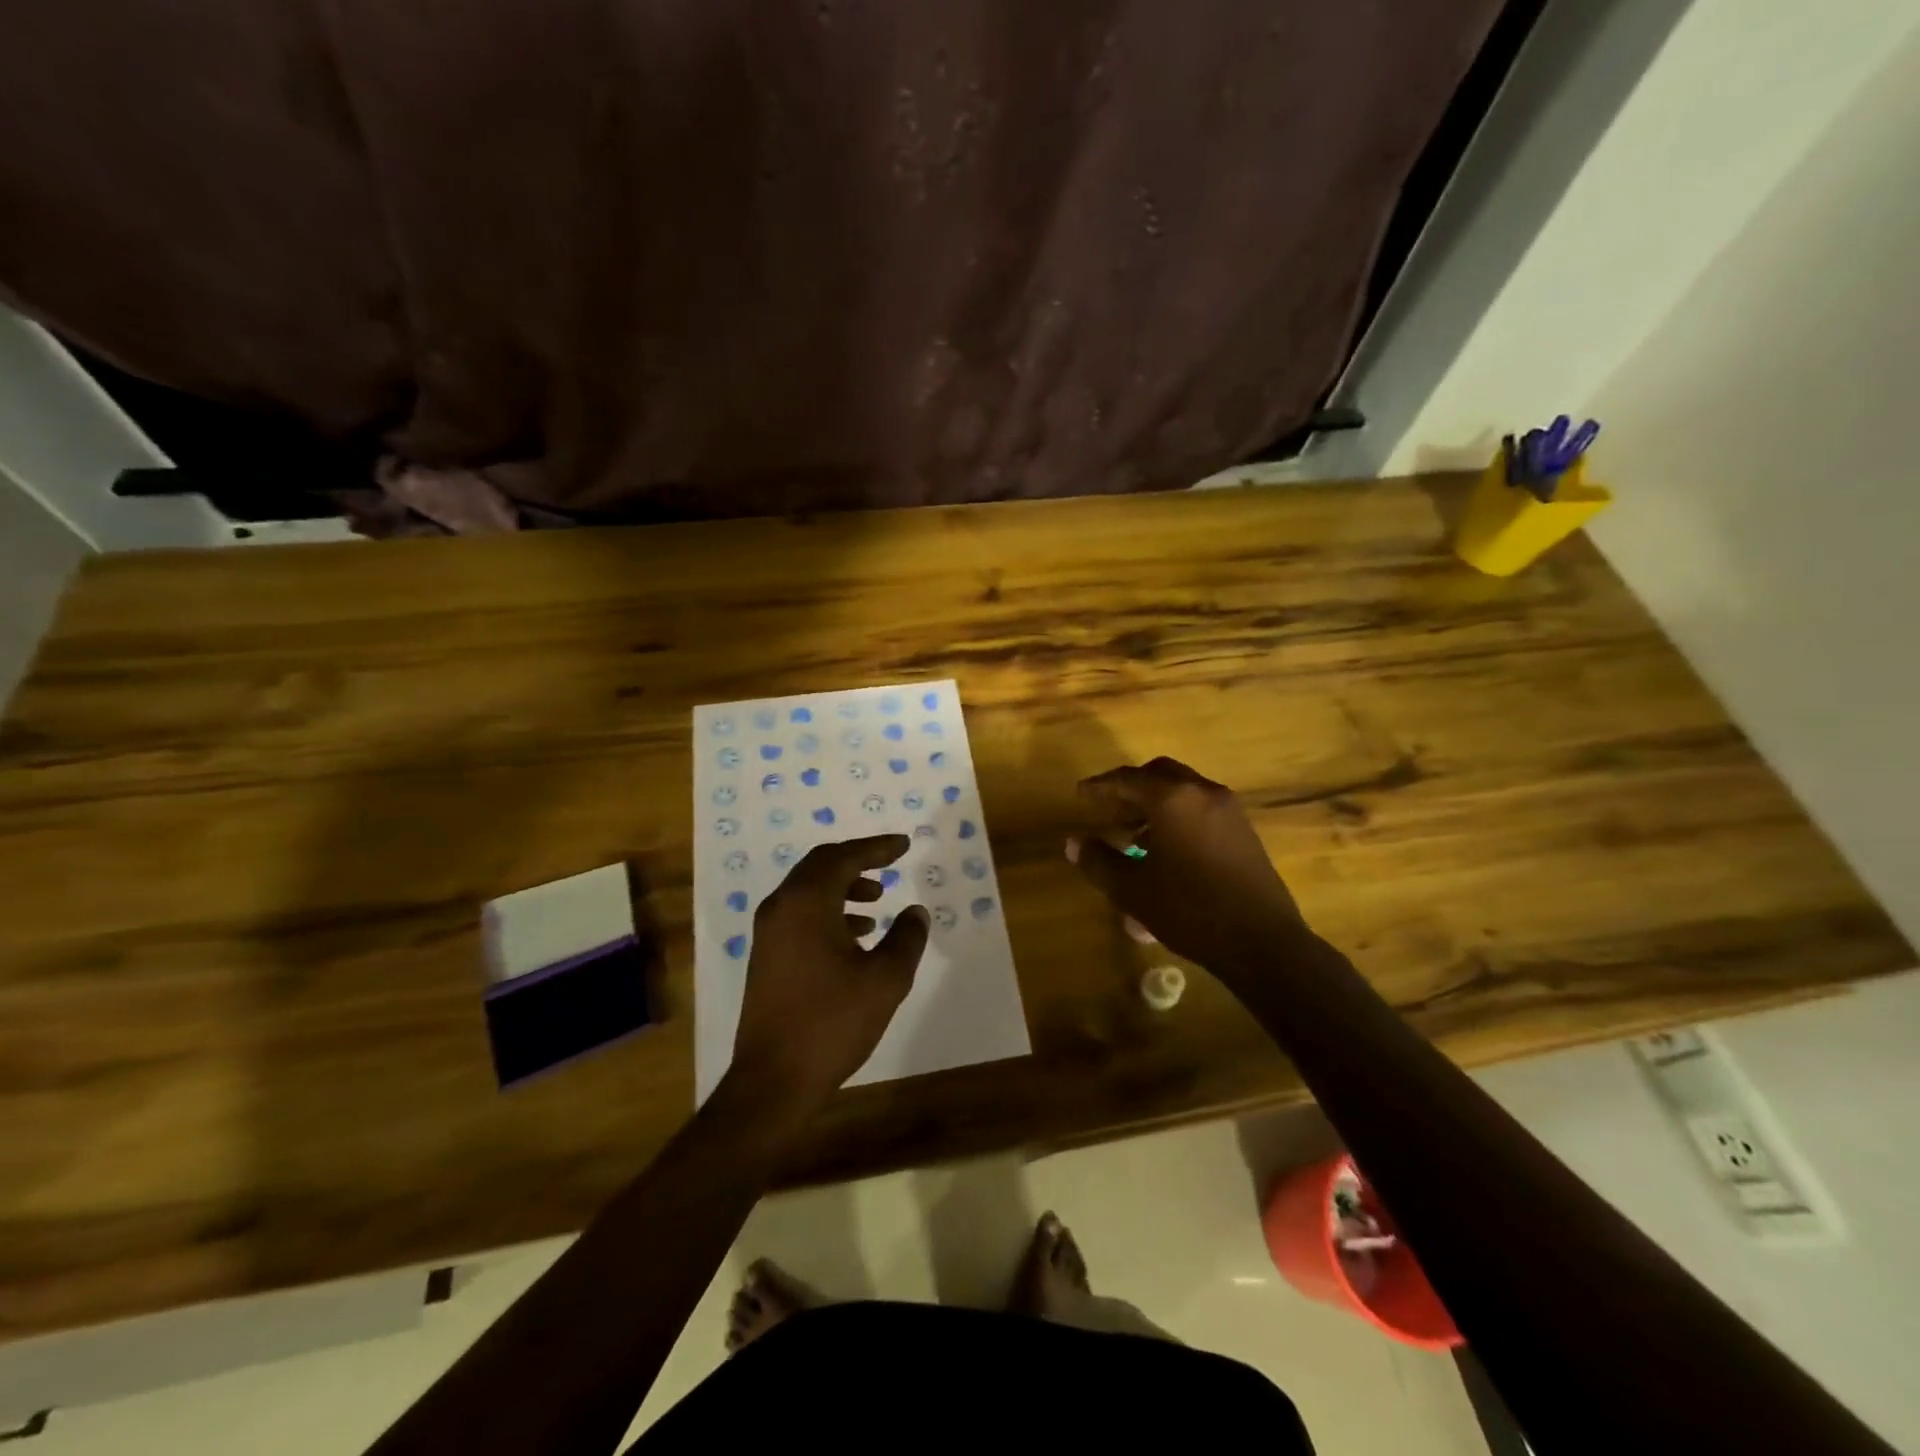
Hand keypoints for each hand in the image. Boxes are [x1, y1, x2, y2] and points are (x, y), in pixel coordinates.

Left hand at [730, 835, 930, 1111]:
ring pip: (809, 891)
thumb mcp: (885, 980)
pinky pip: (800, 915)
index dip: (876, 848)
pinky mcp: (766, 956)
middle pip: (821, 866)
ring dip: (844, 888)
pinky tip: (856, 937)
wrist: (773, 1080)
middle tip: (890, 864)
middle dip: (858, 862)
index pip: (844, 857)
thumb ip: (906, 938)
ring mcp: (768, 933)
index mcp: (807, 903)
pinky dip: (829, 912)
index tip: (903, 844)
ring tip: (878, 901)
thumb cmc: (832, 1022)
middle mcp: (781, 907)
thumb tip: (915, 912)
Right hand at [1067, 757, 1306, 978]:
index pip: (1127, 779)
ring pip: (1183, 790)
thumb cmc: (1189, 910)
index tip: (1080, 795)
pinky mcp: (1243, 831)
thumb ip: (1098, 861)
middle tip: (1108, 808)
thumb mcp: (1132, 889)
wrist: (1262, 942)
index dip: (1100, 786)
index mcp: (1173, 799)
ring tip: (1132, 834)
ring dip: (1155, 802)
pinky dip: (1177, 814)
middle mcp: (1203, 793)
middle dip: (1130, 788)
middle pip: (1159, 774)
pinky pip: (1201, 807)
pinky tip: (1165, 848)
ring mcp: (1228, 810)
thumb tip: (1074, 842)